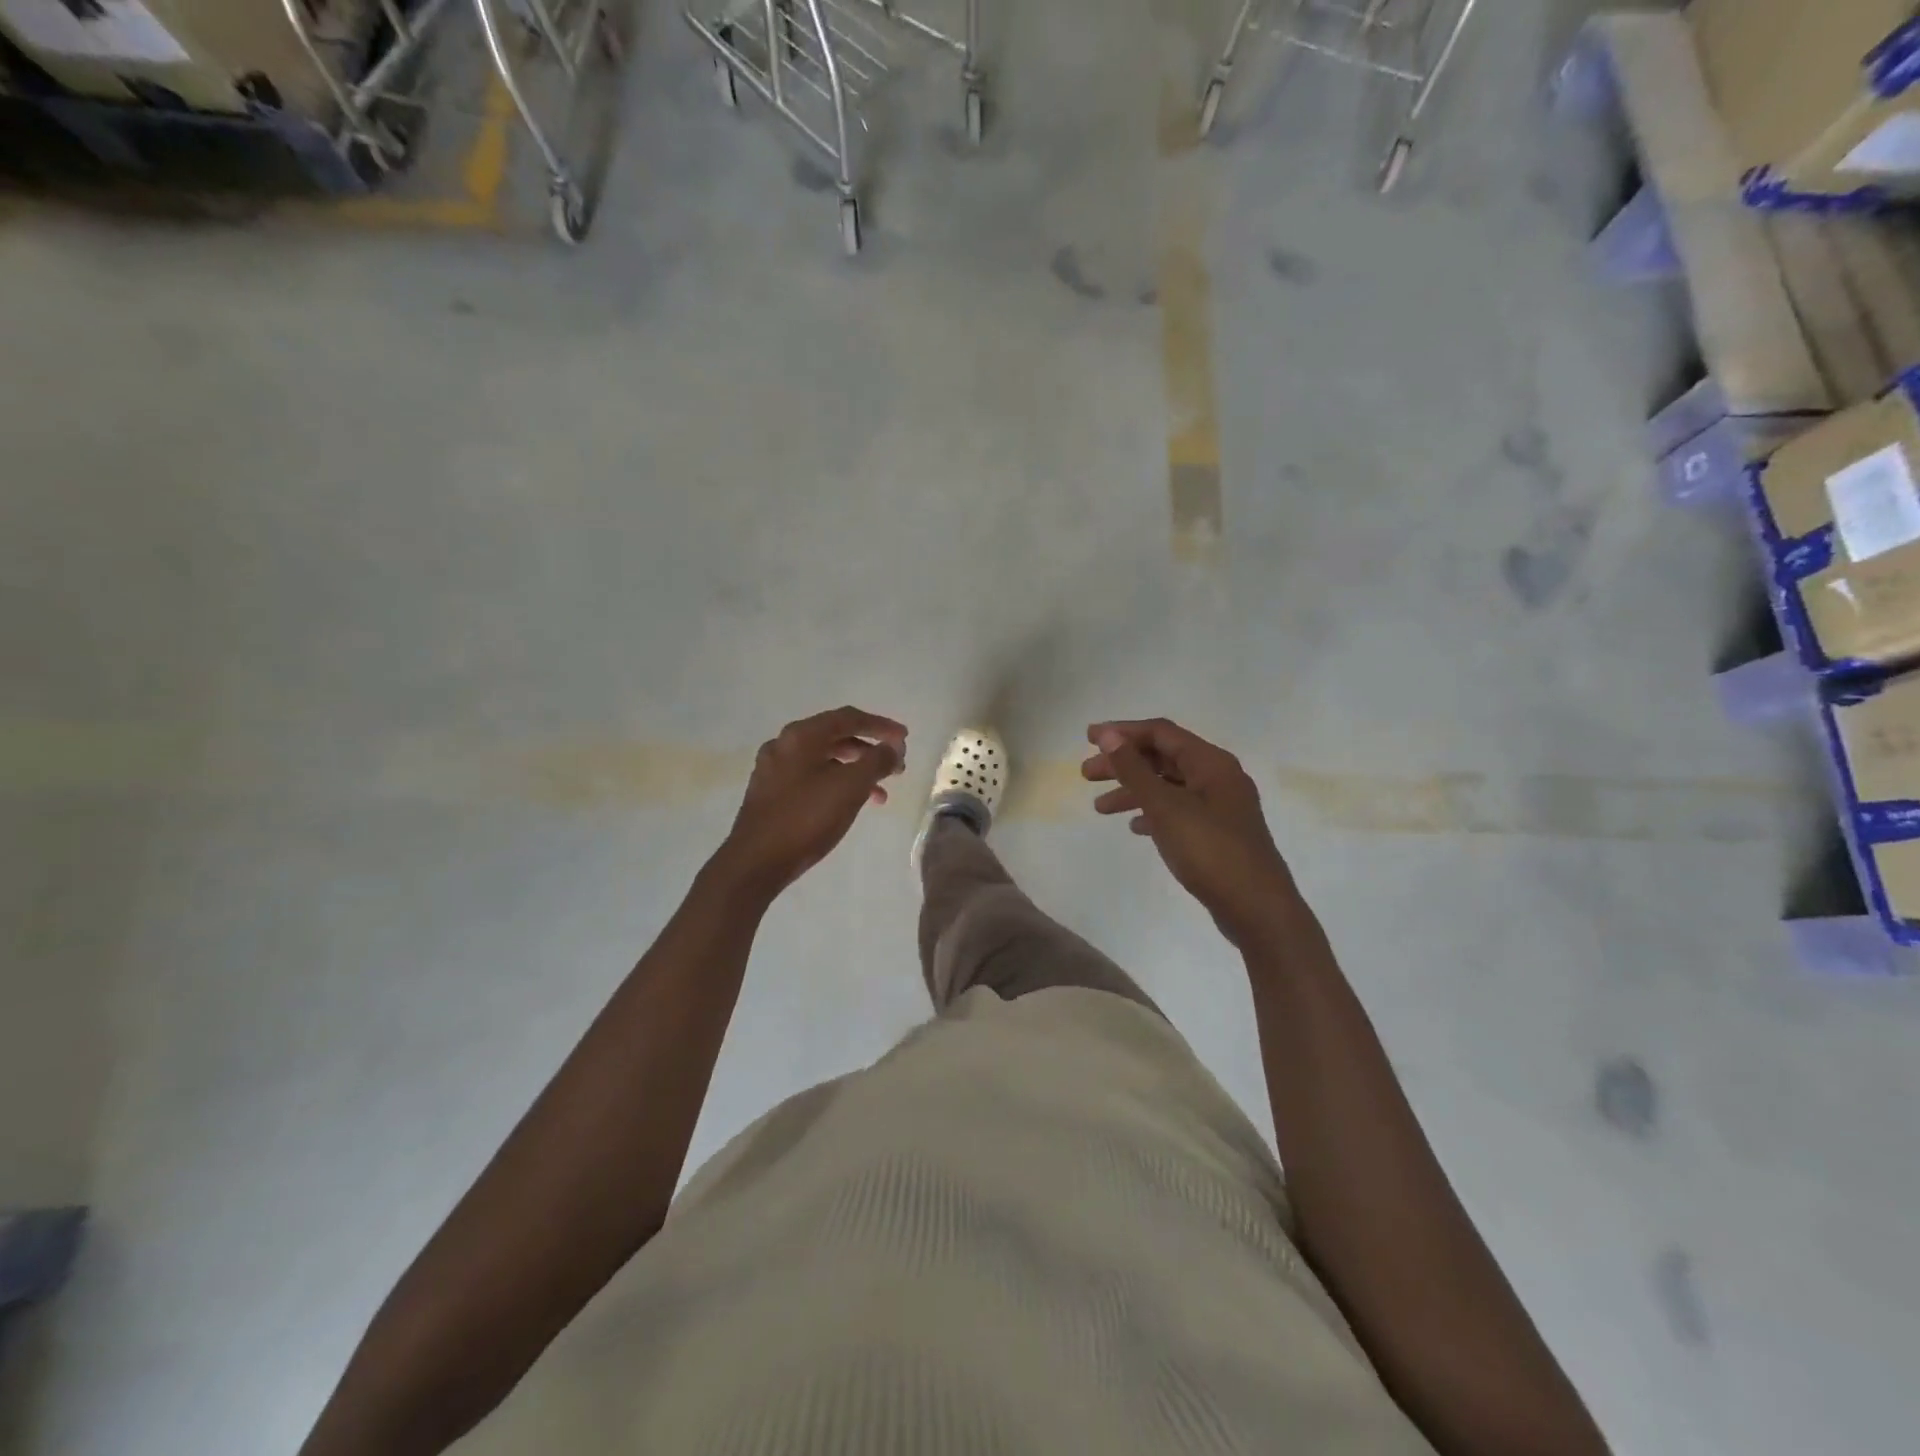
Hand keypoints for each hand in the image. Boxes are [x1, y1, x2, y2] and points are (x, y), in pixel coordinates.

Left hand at [715, 707, 906, 899]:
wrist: (755, 862)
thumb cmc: (806, 818)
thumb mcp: (850, 787)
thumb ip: (877, 761)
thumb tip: (892, 748)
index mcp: (801, 736)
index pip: (849, 718)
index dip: (881, 725)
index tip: (904, 738)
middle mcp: (784, 744)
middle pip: (836, 736)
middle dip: (870, 750)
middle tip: (896, 767)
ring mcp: (774, 768)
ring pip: (824, 759)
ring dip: (856, 770)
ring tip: (880, 793)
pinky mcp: (771, 792)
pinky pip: (812, 777)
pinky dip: (836, 783)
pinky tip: (851, 804)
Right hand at [1083, 718, 1295, 944]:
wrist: (1257, 908)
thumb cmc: (1210, 850)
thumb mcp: (1166, 807)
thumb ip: (1134, 770)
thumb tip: (1109, 736)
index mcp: (1211, 763)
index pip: (1161, 733)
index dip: (1123, 732)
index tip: (1088, 739)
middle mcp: (1218, 777)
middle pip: (1163, 758)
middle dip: (1123, 764)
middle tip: (1087, 774)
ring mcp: (1220, 807)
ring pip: (1168, 786)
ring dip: (1133, 791)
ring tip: (1100, 808)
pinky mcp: (1218, 833)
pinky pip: (1178, 811)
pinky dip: (1153, 813)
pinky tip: (1134, 827)